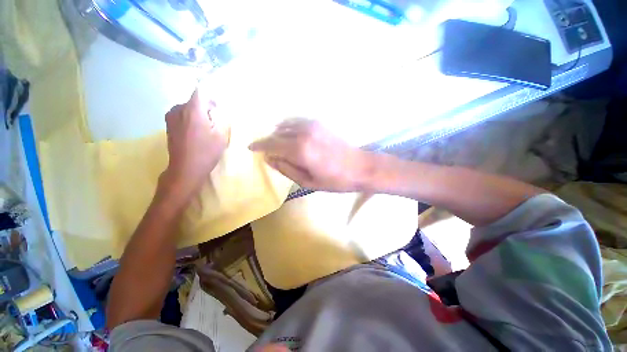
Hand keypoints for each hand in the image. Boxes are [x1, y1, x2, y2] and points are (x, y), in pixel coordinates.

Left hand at [162, 90, 227, 199]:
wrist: (186, 168)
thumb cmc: (206, 152)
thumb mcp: (221, 136)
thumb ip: (222, 119)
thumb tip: (220, 110)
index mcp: (193, 110)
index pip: (201, 91)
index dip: (211, 95)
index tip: (219, 104)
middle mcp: (179, 109)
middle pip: (195, 100)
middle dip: (207, 106)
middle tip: (216, 119)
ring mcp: (171, 117)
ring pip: (188, 107)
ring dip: (199, 113)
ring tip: (207, 127)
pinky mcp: (168, 124)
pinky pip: (182, 114)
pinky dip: (191, 118)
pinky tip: (197, 132)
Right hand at [249, 118, 369, 191]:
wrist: (360, 167)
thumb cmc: (334, 180)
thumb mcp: (308, 182)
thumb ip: (286, 169)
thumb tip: (269, 158)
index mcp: (299, 150)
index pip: (271, 144)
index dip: (259, 145)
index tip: (251, 147)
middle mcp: (303, 132)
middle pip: (277, 133)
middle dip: (269, 142)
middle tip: (268, 151)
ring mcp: (312, 125)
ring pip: (286, 125)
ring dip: (278, 133)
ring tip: (279, 145)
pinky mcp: (319, 122)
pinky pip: (297, 121)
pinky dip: (289, 127)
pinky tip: (291, 135)